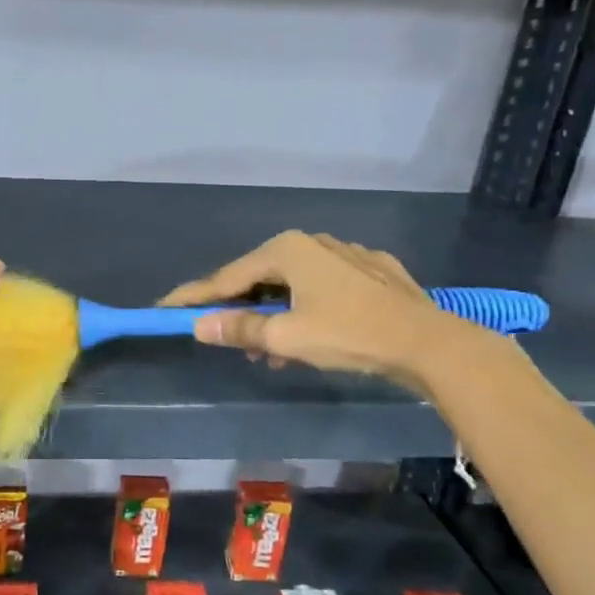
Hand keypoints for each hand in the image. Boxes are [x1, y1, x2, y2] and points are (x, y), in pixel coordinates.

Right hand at [160, 230, 486, 390]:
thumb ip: (239, 329)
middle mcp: (313, 242)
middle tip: (226, 340)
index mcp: (287, 250)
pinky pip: (322, 289)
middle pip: (260, 278)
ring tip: (268, 352)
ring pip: (292, 285)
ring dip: (273, 317)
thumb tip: (199, 326)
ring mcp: (346, 254)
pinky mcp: (371, 273)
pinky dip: (304, 311)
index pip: (228, 277)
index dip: (195, 296)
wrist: (429, 343)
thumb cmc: (349, 334)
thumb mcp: (287, 336)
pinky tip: (309, 339)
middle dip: (240, 311)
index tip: (165, 307)